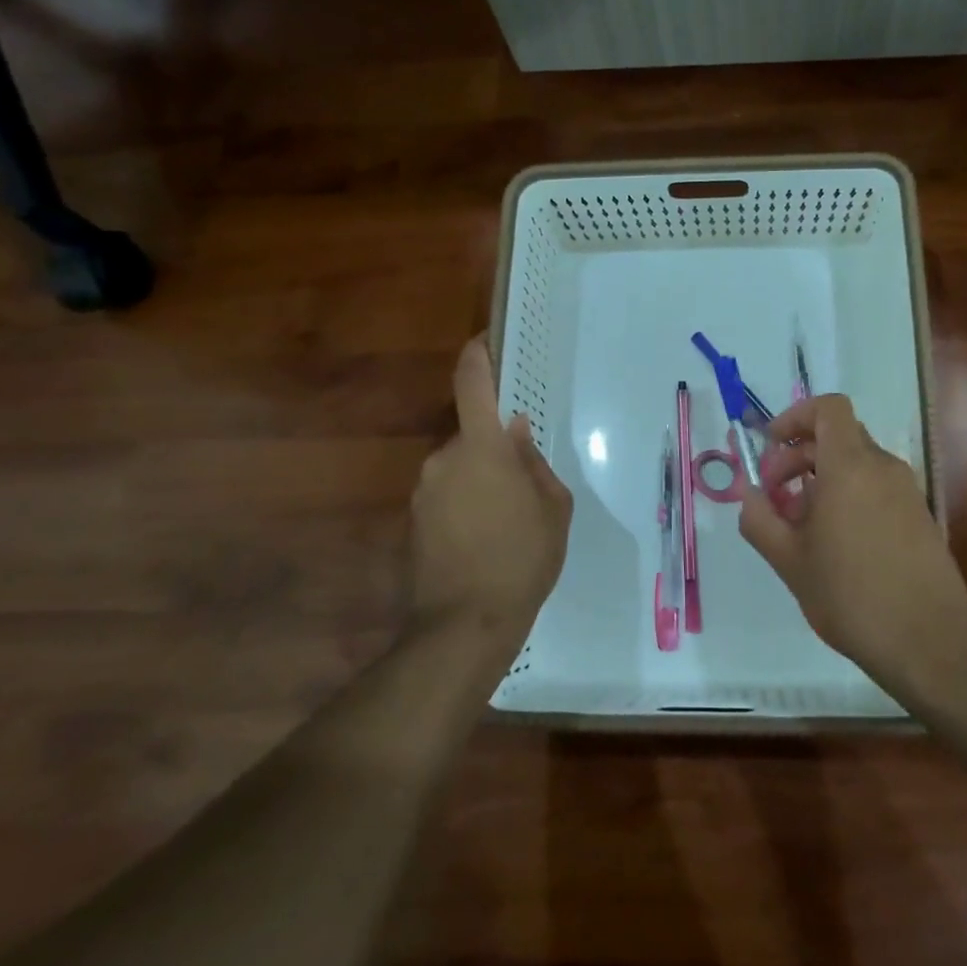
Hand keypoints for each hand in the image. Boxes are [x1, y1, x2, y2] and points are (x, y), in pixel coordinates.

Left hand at [411, 337, 572, 646]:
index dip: (477, 357)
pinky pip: (445, 495)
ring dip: (480, 481)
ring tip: (506, 523)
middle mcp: (444, 460)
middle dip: (495, 450)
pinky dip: (464, 505)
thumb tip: (517, 434)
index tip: (484, 341)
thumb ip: (534, 463)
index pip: (473, 386)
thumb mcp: (553, 509)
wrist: (466, 624)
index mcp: (482, 449)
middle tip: (524, 486)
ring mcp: (423, 491)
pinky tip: (483, 541)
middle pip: (472, 436)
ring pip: (459, 468)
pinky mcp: (413, 520)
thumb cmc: (523, 559)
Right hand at [740, 395, 966, 683]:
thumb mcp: (789, 561)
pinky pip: (875, 486)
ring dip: (820, 478)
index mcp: (850, 467)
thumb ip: (759, 519)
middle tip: (773, 495)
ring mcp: (906, 491)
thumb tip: (747, 493)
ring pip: (856, 463)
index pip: (828, 408)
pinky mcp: (918, 515)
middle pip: (837, 435)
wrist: (930, 643)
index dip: (795, 417)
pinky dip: (847, 495)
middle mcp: (883, 468)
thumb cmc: (851, 597)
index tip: (769, 447)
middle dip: (797, 455)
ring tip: (798, 525)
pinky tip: (833, 542)